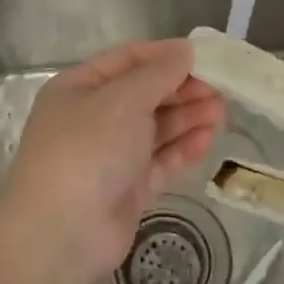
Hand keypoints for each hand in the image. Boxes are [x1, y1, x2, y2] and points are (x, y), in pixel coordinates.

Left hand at [0, 39, 224, 283]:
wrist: (62, 233)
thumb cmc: (87, 149)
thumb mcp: (124, 99)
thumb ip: (159, 73)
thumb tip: (185, 50)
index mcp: (79, 88)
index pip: (127, 60)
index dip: (165, 55)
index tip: (204, 56)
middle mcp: (92, 118)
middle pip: (144, 94)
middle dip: (181, 89)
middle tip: (220, 89)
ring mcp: (109, 155)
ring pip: (154, 128)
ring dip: (187, 117)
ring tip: (221, 112)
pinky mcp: (126, 188)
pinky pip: (159, 160)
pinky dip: (182, 148)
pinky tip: (207, 139)